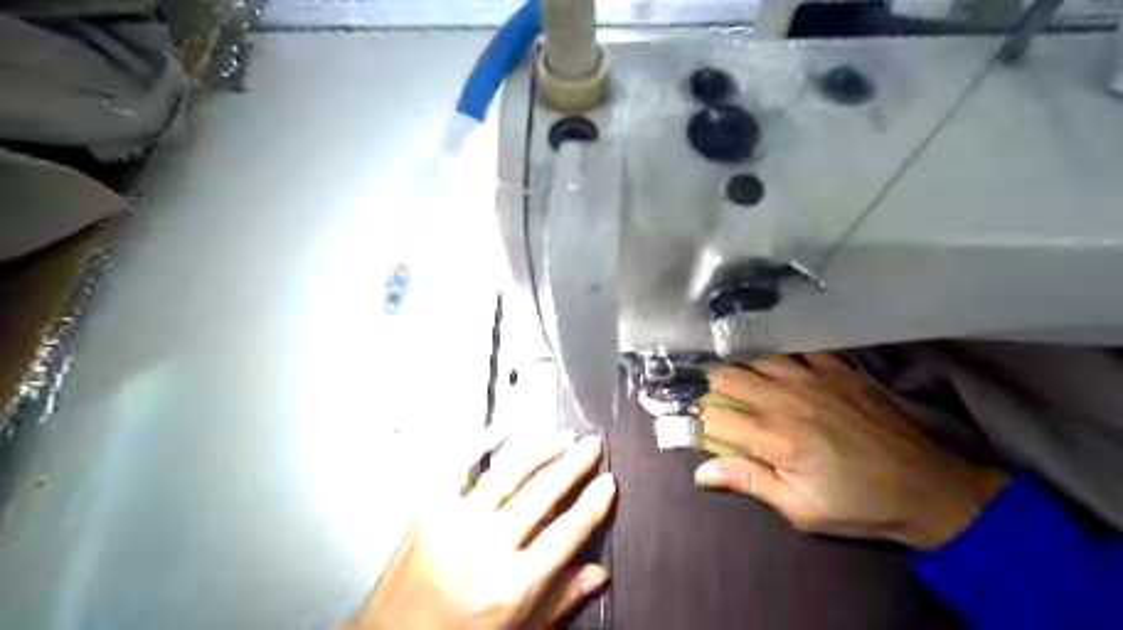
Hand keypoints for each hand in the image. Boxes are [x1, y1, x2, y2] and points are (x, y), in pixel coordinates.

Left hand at [340, 431, 613, 629]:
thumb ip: (559, 601)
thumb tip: (597, 575)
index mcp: (511, 586)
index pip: (566, 534)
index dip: (592, 505)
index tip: (608, 483)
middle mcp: (485, 550)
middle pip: (541, 495)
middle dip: (573, 465)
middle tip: (592, 447)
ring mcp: (455, 525)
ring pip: (508, 474)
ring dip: (540, 450)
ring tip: (563, 436)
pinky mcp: (428, 511)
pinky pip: (456, 466)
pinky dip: (479, 442)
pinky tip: (500, 428)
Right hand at [699, 353, 1003, 548]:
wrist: (927, 487)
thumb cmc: (857, 505)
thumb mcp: (800, 509)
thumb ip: (749, 482)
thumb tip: (700, 471)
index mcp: (775, 439)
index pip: (713, 418)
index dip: (693, 418)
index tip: (684, 420)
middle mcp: (787, 400)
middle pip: (727, 377)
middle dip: (709, 386)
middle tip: (708, 396)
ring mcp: (813, 378)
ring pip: (756, 357)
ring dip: (739, 366)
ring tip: (733, 375)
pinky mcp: (837, 369)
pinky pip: (796, 349)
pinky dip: (778, 354)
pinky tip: (774, 361)